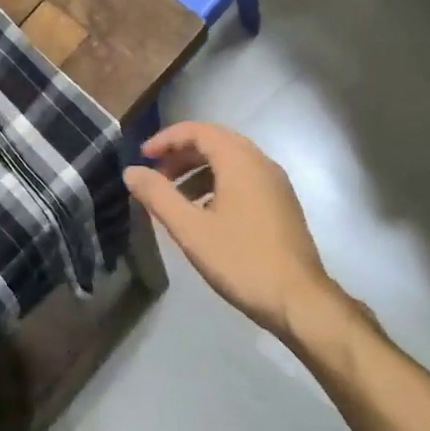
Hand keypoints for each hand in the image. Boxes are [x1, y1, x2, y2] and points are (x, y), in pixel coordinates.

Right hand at [124, 121, 343, 344]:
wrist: (298, 299)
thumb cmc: (241, 260)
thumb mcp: (191, 229)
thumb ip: (158, 196)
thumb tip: (131, 172)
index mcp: (240, 161)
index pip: (199, 131)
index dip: (167, 139)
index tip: (143, 156)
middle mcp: (261, 163)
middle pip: (216, 142)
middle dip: (181, 155)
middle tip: (155, 176)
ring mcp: (276, 184)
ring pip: (231, 162)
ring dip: (199, 171)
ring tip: (175, 199)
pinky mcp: (282, 204)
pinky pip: (245, 180)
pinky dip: (218, 184)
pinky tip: (205, 214)